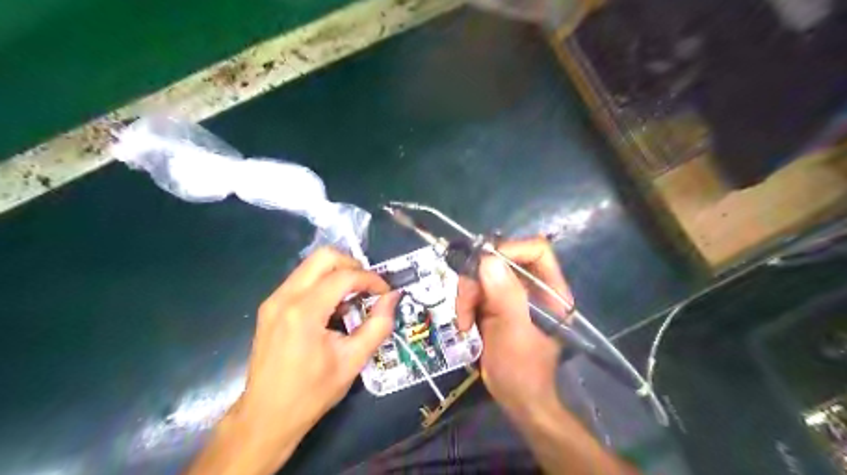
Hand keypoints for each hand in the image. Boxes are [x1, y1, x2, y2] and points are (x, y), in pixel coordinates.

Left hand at [185, 249, 396, 474]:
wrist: (265, 418)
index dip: (370, 279)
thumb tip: (393, 297)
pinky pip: (302, 279)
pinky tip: (333, 308)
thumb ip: (378, 325)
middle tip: (368, 287)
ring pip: (311, 265)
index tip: (385, 292)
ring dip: (337, 273)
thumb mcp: (353, 361)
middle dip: (352, 265)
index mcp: (304, 312)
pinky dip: (323, 283)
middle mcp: (284, 297)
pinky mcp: (270, 306)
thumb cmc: (311, 393)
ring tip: (353, 298)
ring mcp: (273, 300)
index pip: (344, 276)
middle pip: (323, 256)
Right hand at [456, 238, 576, 415]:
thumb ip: (504, 294)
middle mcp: (531, 287)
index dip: (510, 249)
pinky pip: (474, 290)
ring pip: (482, 274)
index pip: (535, 250)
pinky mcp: (494, 304)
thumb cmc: (523, 369)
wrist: (515, 398)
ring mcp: (511, 295)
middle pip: (501, 260)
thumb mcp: (514, 330)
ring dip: (467, 295)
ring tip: (464, 322)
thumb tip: (487, 259)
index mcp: (549, 290)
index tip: (484, 264)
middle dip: (477, 279)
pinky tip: (465, 326)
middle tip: (465, 300)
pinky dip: (464, 305)